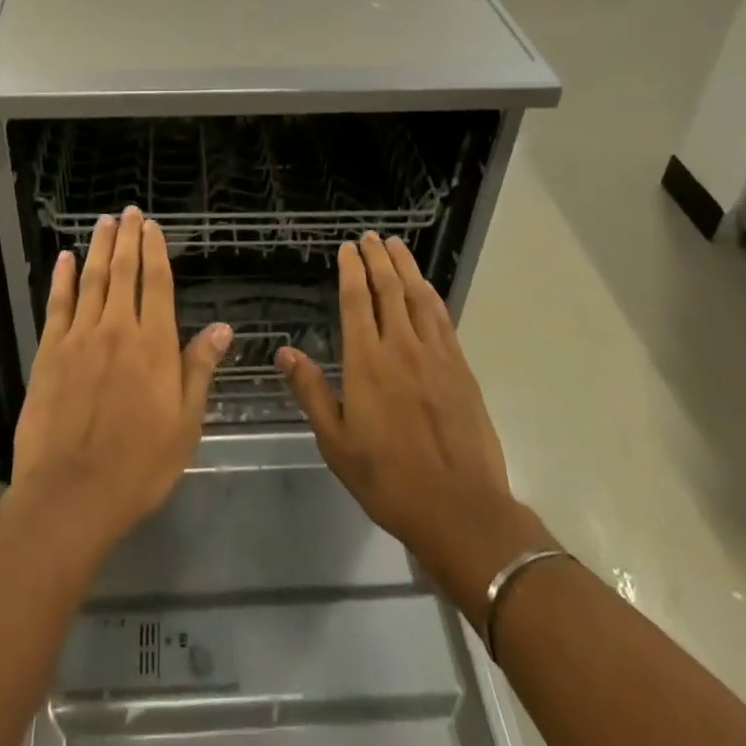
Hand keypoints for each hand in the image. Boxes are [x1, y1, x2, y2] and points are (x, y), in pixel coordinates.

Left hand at [11, 208, 231, 550]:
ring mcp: (80, 338)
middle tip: (129, 212)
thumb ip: (199, 369)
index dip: (156, 252)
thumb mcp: (185, 423)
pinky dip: (62, 278)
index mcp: (155, 345)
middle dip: (128, 239)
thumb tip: (223, 328)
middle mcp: (118, 329)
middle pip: (124, 272)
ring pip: (92, 280)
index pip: (157, 284)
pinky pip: (58, 304)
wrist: (72, 495)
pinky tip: (65, 259)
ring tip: (104, 222)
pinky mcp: (49, 352)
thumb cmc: (139, 465)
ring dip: (100, 248)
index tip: (153, 228)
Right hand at [279, 235, 552, 629]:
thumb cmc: (387, 479)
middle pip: (389, 289)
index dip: (351, 271)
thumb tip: (284, 353)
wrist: (459, 508)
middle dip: (377, 258)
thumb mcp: (335, 442)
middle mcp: (401, 347)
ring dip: (406, 267)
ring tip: (396, 246)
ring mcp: (436, 355)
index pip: (357, 301)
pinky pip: (442, 319)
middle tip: (370, 237)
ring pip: (418, 297)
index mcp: (367, 363)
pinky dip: (430, 295)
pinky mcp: (460, 368)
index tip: (347, 249)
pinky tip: (425, 287)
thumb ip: (311, 392)